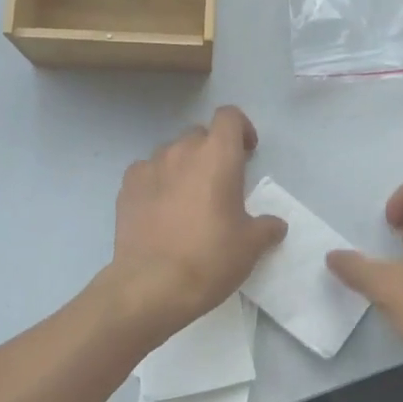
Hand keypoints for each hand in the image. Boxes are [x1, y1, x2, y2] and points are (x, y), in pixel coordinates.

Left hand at [107, 106, 286, 343]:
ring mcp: (149, 166)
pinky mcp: (126, 186)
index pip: (229, 116)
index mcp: (217, 155)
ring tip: (188, 198)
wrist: (151, 285)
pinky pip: (146, 172)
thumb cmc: (210, 258)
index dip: (241, 128)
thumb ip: (266, 227)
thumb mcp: (250, 246)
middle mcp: (182, 150)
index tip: (247, 153)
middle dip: (212, 151)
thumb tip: (276, 225)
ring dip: (183, 166)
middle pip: (200, 134)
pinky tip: (160, 210)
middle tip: (220, 183)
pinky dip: (157, 182)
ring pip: (171, 152)